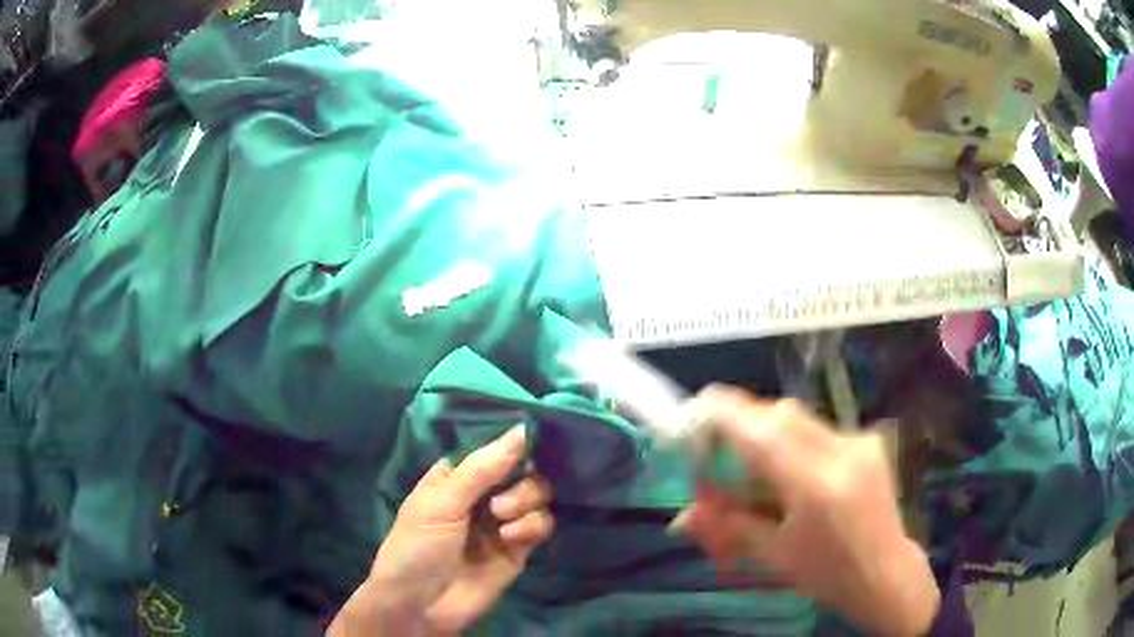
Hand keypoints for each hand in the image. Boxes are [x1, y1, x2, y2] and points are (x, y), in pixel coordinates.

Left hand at [328, 426, 553, 635]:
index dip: (514, 441)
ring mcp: (502, 521)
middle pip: (523, 470)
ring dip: (526, 503)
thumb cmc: (417, 545)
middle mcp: (482, 493)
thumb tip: (522, 428)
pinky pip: (541, 524)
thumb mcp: (441, 502)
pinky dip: (532, 526)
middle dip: (521, 482)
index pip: (494, 447)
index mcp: (456, 475)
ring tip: (502, 521)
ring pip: (537, 495)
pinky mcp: (518, 548)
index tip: (534, 436)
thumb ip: (482, 468)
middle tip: (499, 504)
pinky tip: (510, 538)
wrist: (420, 605)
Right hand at [670, 386, 939, 636]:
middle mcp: (842, 453)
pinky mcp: (868, 440)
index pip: (762, 434)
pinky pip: (818, 428)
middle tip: (718, 446)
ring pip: (799, 417)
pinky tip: (790, 470)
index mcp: (816, 488)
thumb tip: (679, 519)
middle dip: (742, 421)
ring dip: (766, 430)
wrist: (886, 572)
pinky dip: (792, 440)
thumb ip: (727, 527)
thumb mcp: (774, 555)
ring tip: (752, 463)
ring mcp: (859, 442)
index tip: (694, 413)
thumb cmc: (827, 573)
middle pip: (780, 414)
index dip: (724, 416)